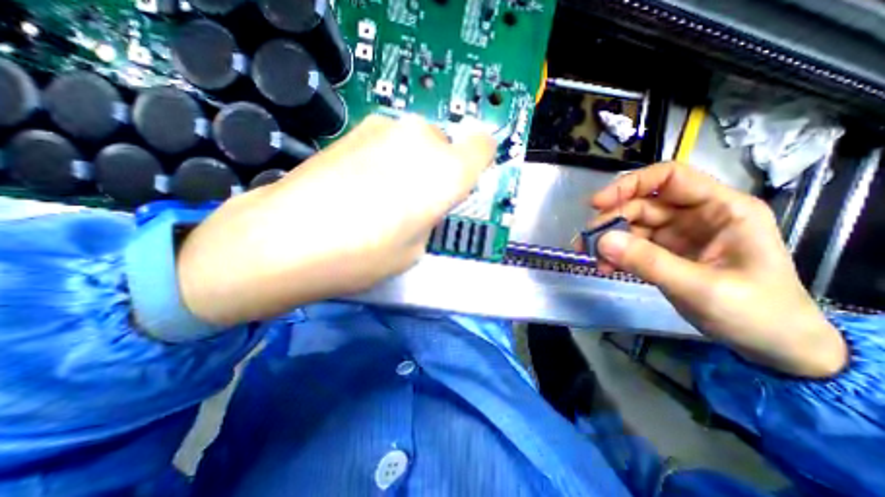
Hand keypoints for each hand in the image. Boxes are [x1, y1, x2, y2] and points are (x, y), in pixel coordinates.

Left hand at [176, 115, 495, 328]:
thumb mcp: (415, 249)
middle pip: (447, 145)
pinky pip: (390, 141)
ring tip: (385, 194)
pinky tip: (362, 184)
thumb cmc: (363, 255)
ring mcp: (384, 128)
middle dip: (440, 169)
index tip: (466, 181)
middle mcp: (422, 140)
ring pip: (417, 142)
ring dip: (413, 163)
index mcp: (447, 173)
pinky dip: (388, 158)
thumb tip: (424, 203)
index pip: (483, 147)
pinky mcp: (354, 129)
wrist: (286, 239)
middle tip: (419, 199)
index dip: (478, 162)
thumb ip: (429, 218)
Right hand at [586, 163, 845, 376]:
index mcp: (720, 209)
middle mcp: (695, 215)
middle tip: (586, 243)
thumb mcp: (702, 288)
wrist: (773, 346)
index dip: (630, 184)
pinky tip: (605, 268)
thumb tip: (601, 241)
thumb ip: (649, 262)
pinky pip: (630, 246)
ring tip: (593, 260)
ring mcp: (677, 235)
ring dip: (607, 241)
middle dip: (610, 221)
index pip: (669, 177)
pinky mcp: (663, 253)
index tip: (597, 204)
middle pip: (640, 204)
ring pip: (630, 226)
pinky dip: (614, 254)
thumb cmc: (757, 313)